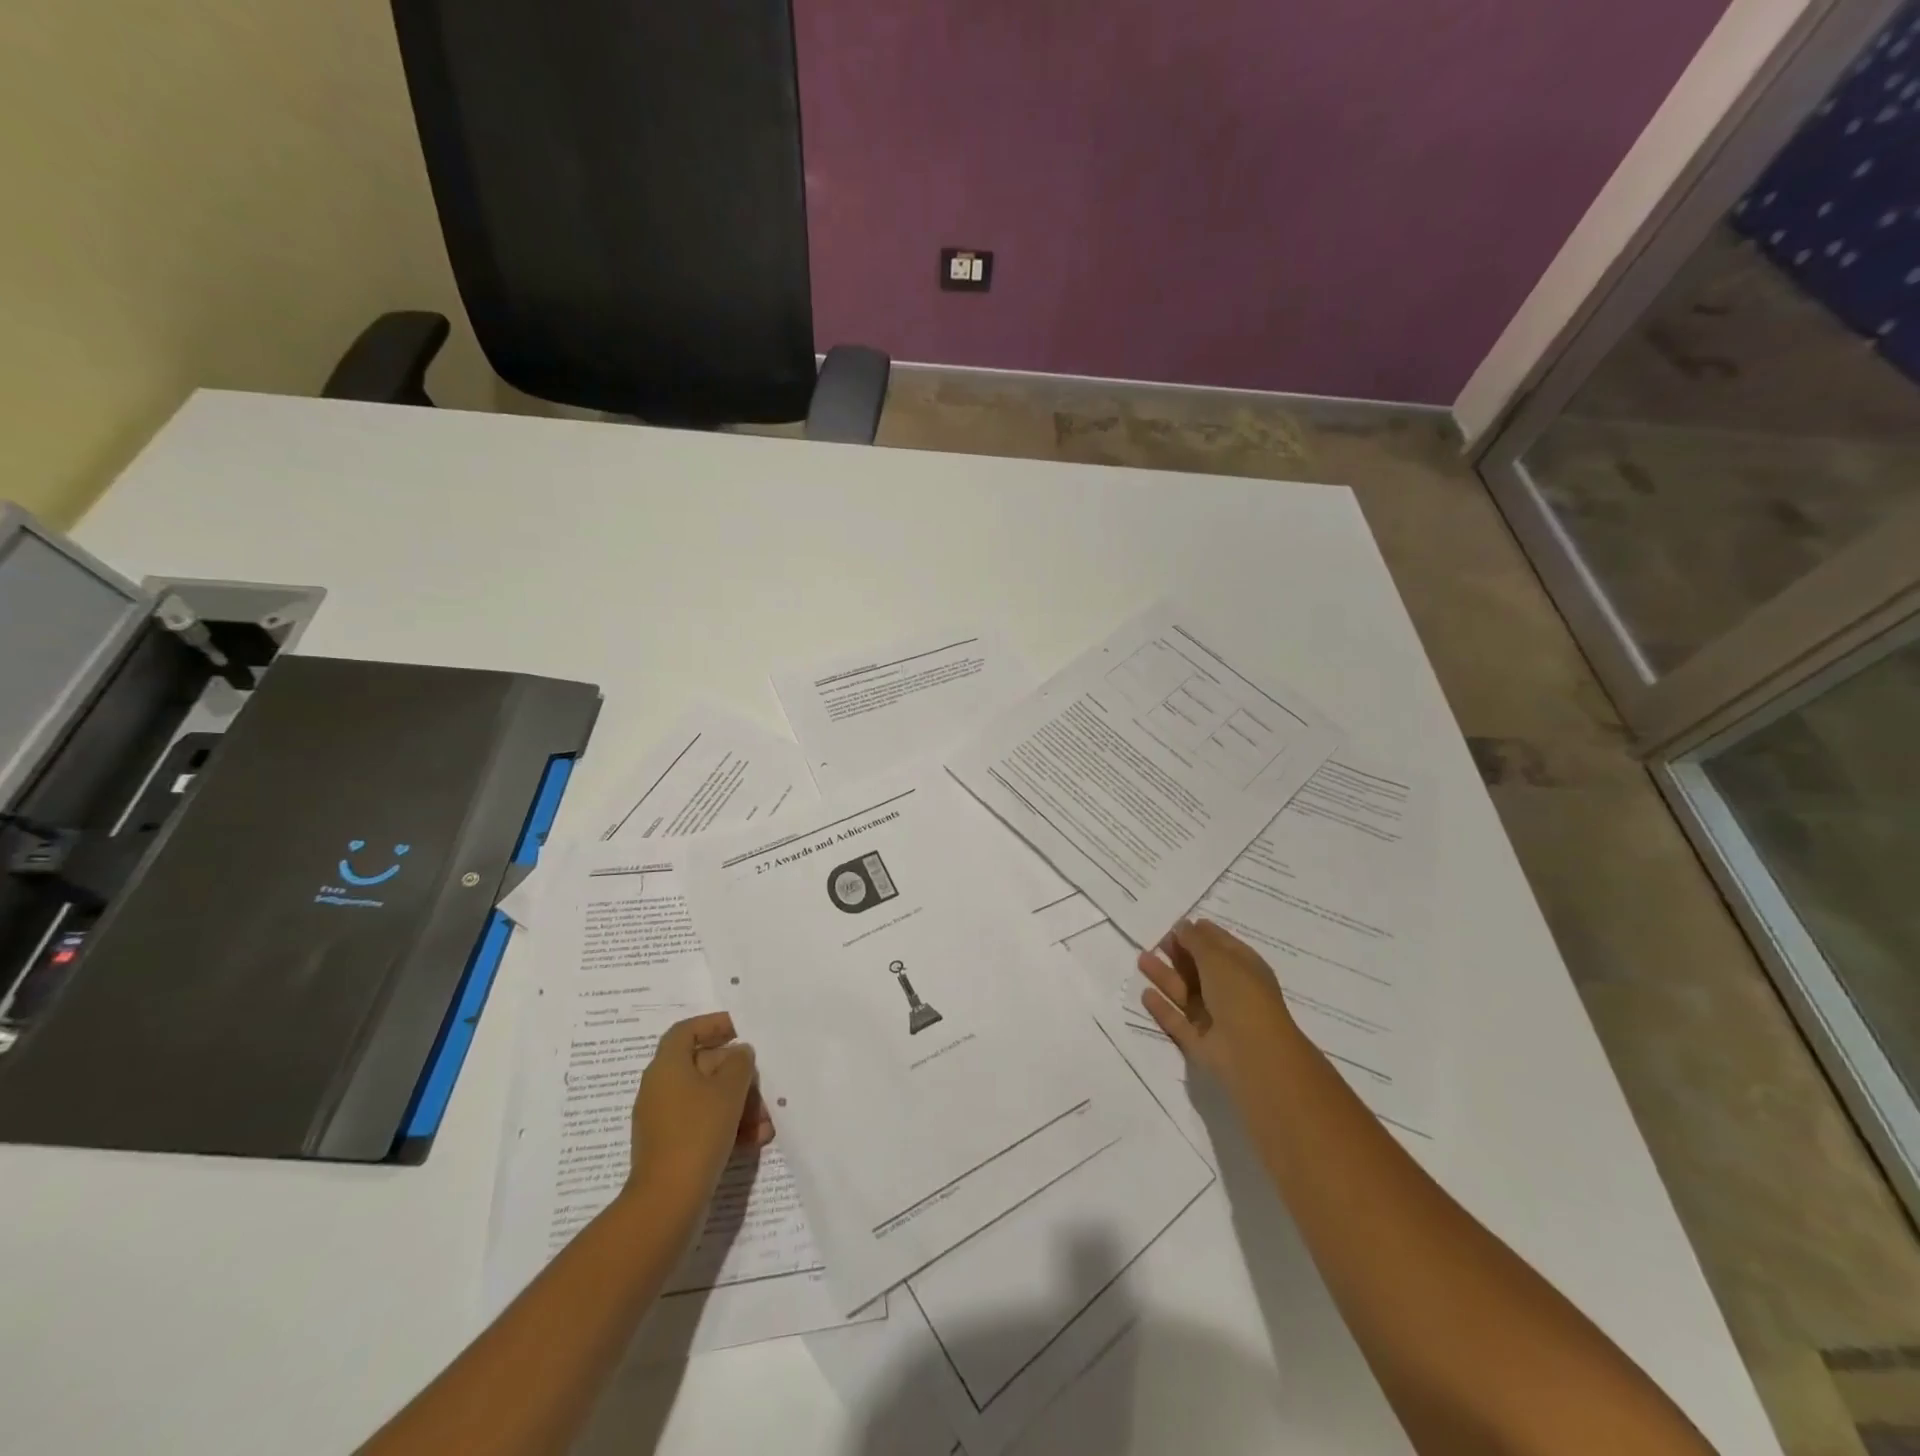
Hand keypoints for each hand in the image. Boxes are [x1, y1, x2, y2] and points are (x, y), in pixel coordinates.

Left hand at [625, 1012, 771, 1222]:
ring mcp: (664, 1121)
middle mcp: (661, 1089)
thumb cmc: (698, 1132)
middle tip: (763, 1086)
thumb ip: (740, 1062)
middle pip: (703, 1066)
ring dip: (740, 1105)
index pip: (686, 1031)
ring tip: (766, 1122)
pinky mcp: (672, 1148)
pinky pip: (704, 1125)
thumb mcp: (729, 1090)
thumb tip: (739, 1053)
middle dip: (738, 1075)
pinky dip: (728, 1127)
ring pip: (708, 1099)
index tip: (741, 1029)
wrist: (667, 1203)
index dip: (713, 1025)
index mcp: (667, 1067)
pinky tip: (755, 1140)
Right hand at [1138, 919, 1301, 1095]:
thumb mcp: (1218, 958)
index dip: (1200, 933)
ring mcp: (1215, 1018)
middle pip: (1200, 968)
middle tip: (1155, 940)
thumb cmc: (1241, 996)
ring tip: (1141, 959)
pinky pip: (1177, 1020)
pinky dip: (1162, 1008)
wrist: (1252, 1056)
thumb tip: (1182, 925)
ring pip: (1185, 993)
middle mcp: (1231, 992)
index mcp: (1244, 968)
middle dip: (1179, 953)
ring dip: (1165, 976)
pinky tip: (1145, 993)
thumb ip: (1196, 941)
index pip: (1221, 944)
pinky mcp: (1199, 1042)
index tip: (1176, 923)